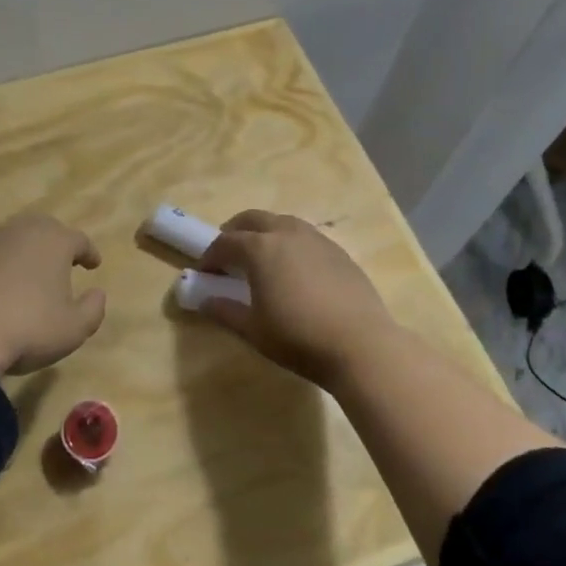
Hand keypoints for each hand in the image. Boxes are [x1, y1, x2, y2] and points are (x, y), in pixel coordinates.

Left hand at [0, 213, 106, 379]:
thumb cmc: (27, 328)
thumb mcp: (73, 329)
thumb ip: (92, 309)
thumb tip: (98, 293)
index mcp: (53, 241)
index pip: (79, 240)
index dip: (88, 252)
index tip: (93, 264)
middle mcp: (19, 231)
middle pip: (42, 229)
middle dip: (53, 244)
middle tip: (59, 262)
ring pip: (9, 240)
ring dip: (19, 254)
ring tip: (22, 276)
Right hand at [197, 210, 399, 385]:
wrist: (361, 345)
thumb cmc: (298, 337)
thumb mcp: (253, 330)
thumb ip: (225, 311)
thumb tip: (204, 301)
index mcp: (260, 248)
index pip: (226, 242)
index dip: (210, 256)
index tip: (204, 273)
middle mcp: (287, 233)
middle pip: (253, 219)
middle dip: (235, 232)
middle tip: (228, 253)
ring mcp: (317, 239)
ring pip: (283, 223)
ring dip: (265, 233)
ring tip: (261, 257)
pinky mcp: (339, 252)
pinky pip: (306, 237)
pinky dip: (291, 244)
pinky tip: (295, 270)